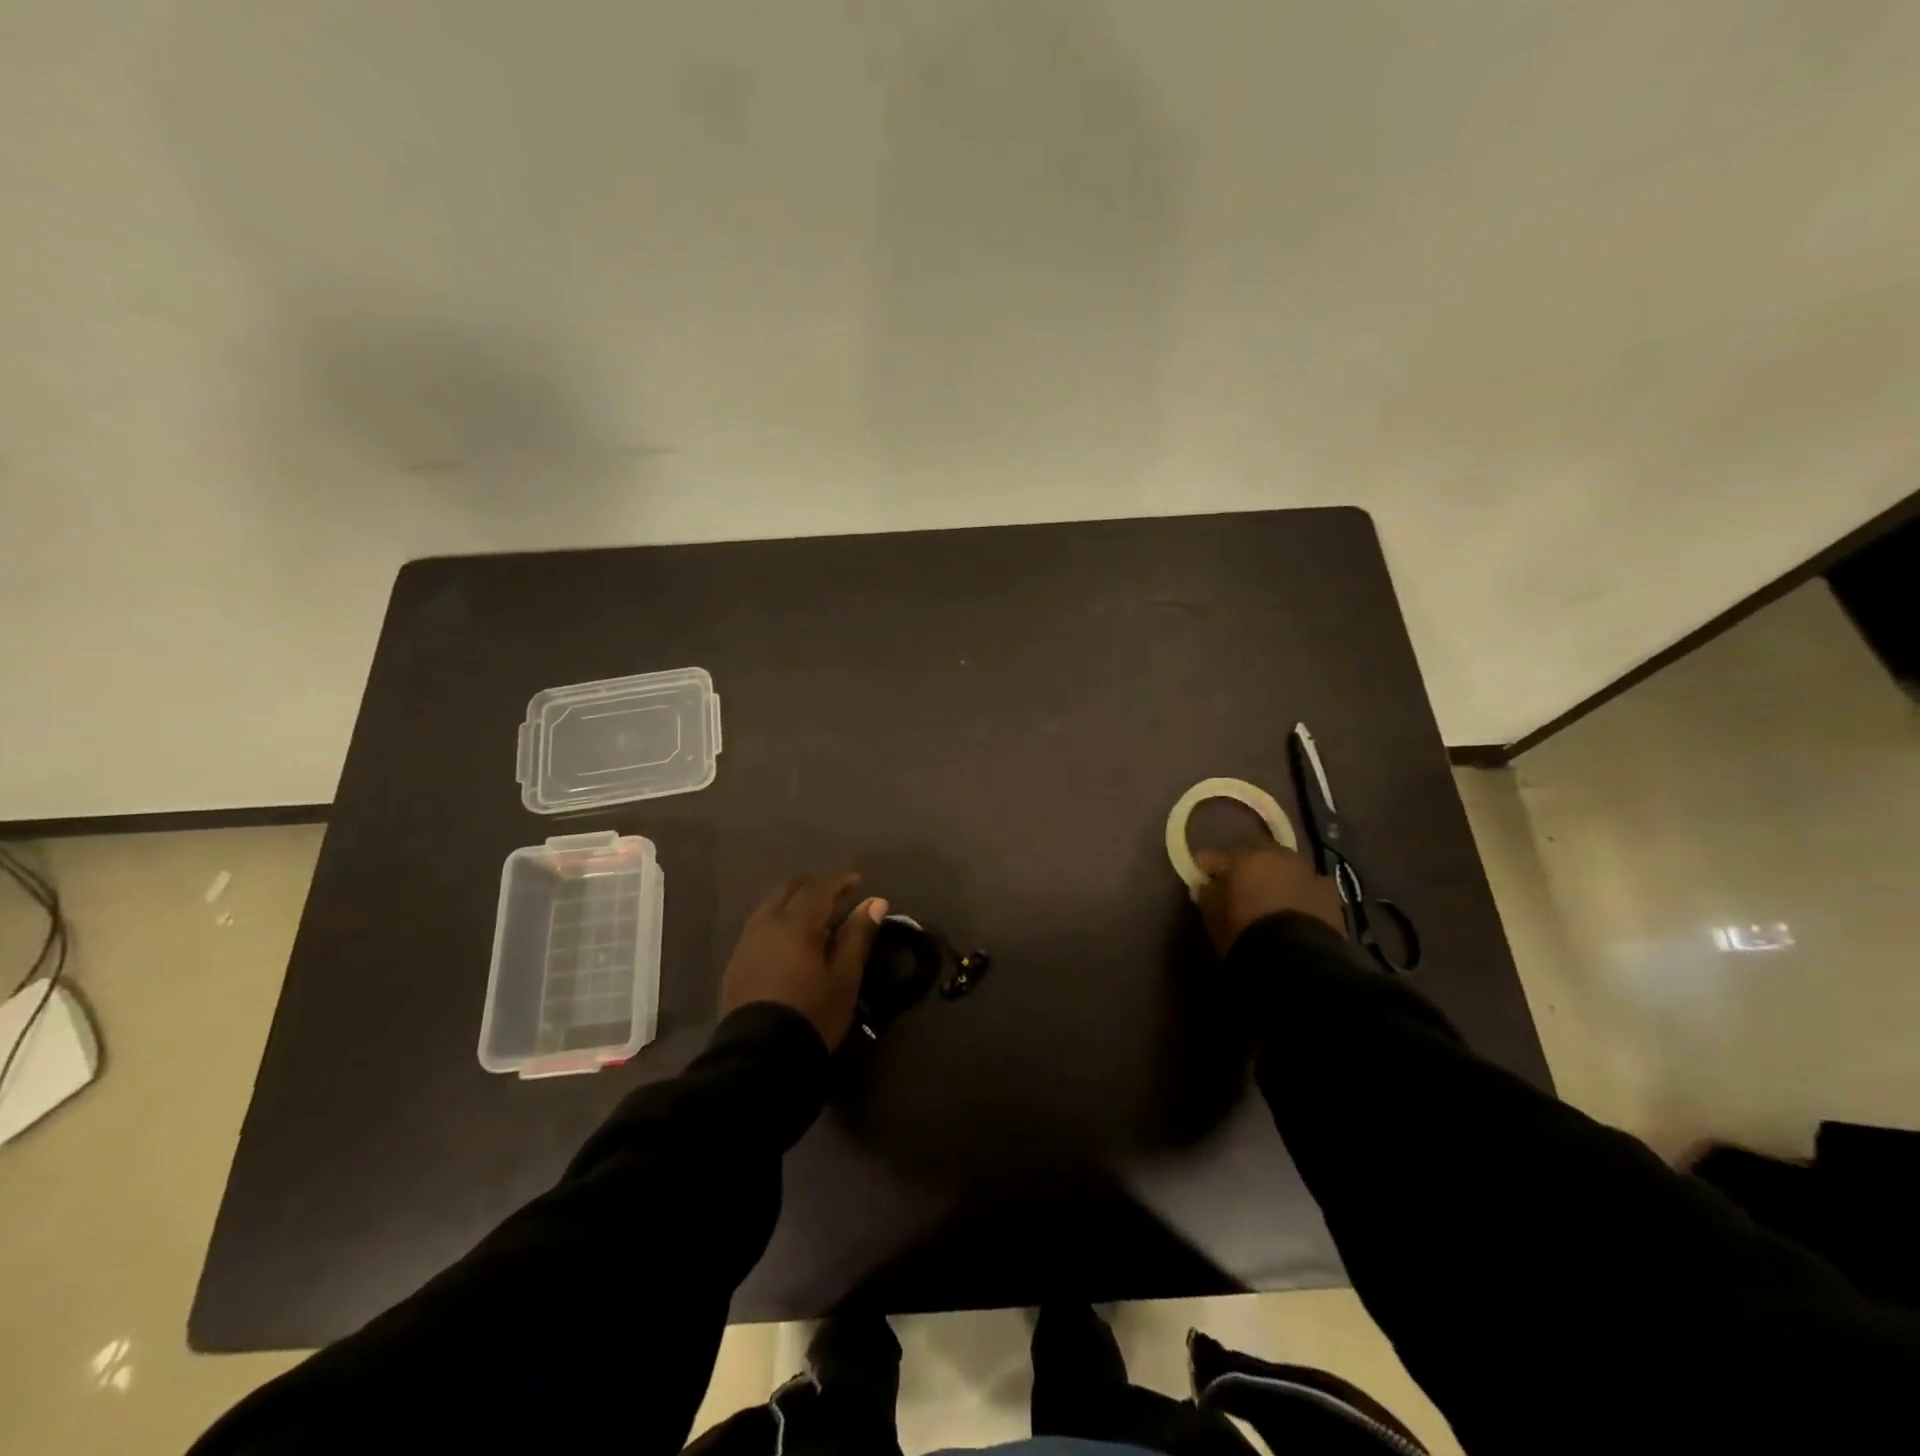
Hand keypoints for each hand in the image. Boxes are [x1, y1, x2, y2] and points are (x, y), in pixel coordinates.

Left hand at [718, 873, 886, 1049]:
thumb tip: (874, 902)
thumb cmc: (812, 1014)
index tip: (857, 882)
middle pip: (788, 890)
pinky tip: (790, 941)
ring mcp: (746, 943)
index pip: (818, 888)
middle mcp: (766, 924)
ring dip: (793, 903)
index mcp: (795, 923)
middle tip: (836, 896)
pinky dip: (778, 922)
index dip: (839, 882)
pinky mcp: (736, 963)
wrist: (760, 1058)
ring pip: (770, 907)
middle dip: (813, 887)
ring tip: (814, 918)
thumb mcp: (845, 977)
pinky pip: (758, 927)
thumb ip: (857, 935)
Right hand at [1193, 843, 1342, 957]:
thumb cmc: (1245, 934)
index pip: (1217, 856)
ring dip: (1276, 877)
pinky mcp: (1331, 893)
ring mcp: (1307, 872)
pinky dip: (1300, 893)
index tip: (1201, 877)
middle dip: (1246, 866)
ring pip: (1285, 867)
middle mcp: (1277, 855)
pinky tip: (1296, 909)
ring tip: (1269, 897)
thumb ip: (1209, 896)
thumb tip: (1208, 886)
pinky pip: (1308, 886)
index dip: (1207, 867)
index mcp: (1244, 857)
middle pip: (1256, 854)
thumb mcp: (1214, 918)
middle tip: (1238, 884)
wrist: (1298, 961)